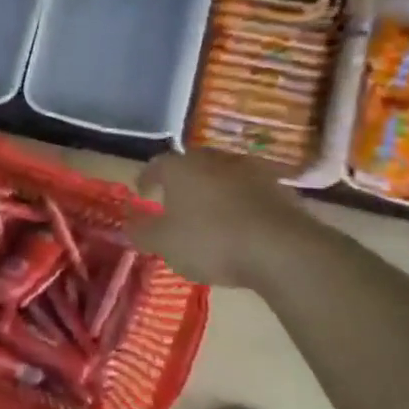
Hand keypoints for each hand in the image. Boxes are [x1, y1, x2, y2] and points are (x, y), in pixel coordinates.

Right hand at [125, 150, 322, 288]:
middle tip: (175, 201)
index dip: (146, 179)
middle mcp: (214, 160)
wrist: (281, 248)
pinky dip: (240, 202)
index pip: (156, 164)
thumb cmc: (210, 241)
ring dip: (213, 190)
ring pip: (223, 175)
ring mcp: (250, 170)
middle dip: (182, 181)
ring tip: (208, 212)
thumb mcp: (164, 243)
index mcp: (181, 168)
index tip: (142, 194)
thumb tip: (128, 223)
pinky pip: (249, 191)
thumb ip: (142, 231)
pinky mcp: (279, 188)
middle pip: (192, 165)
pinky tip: (240, 223)